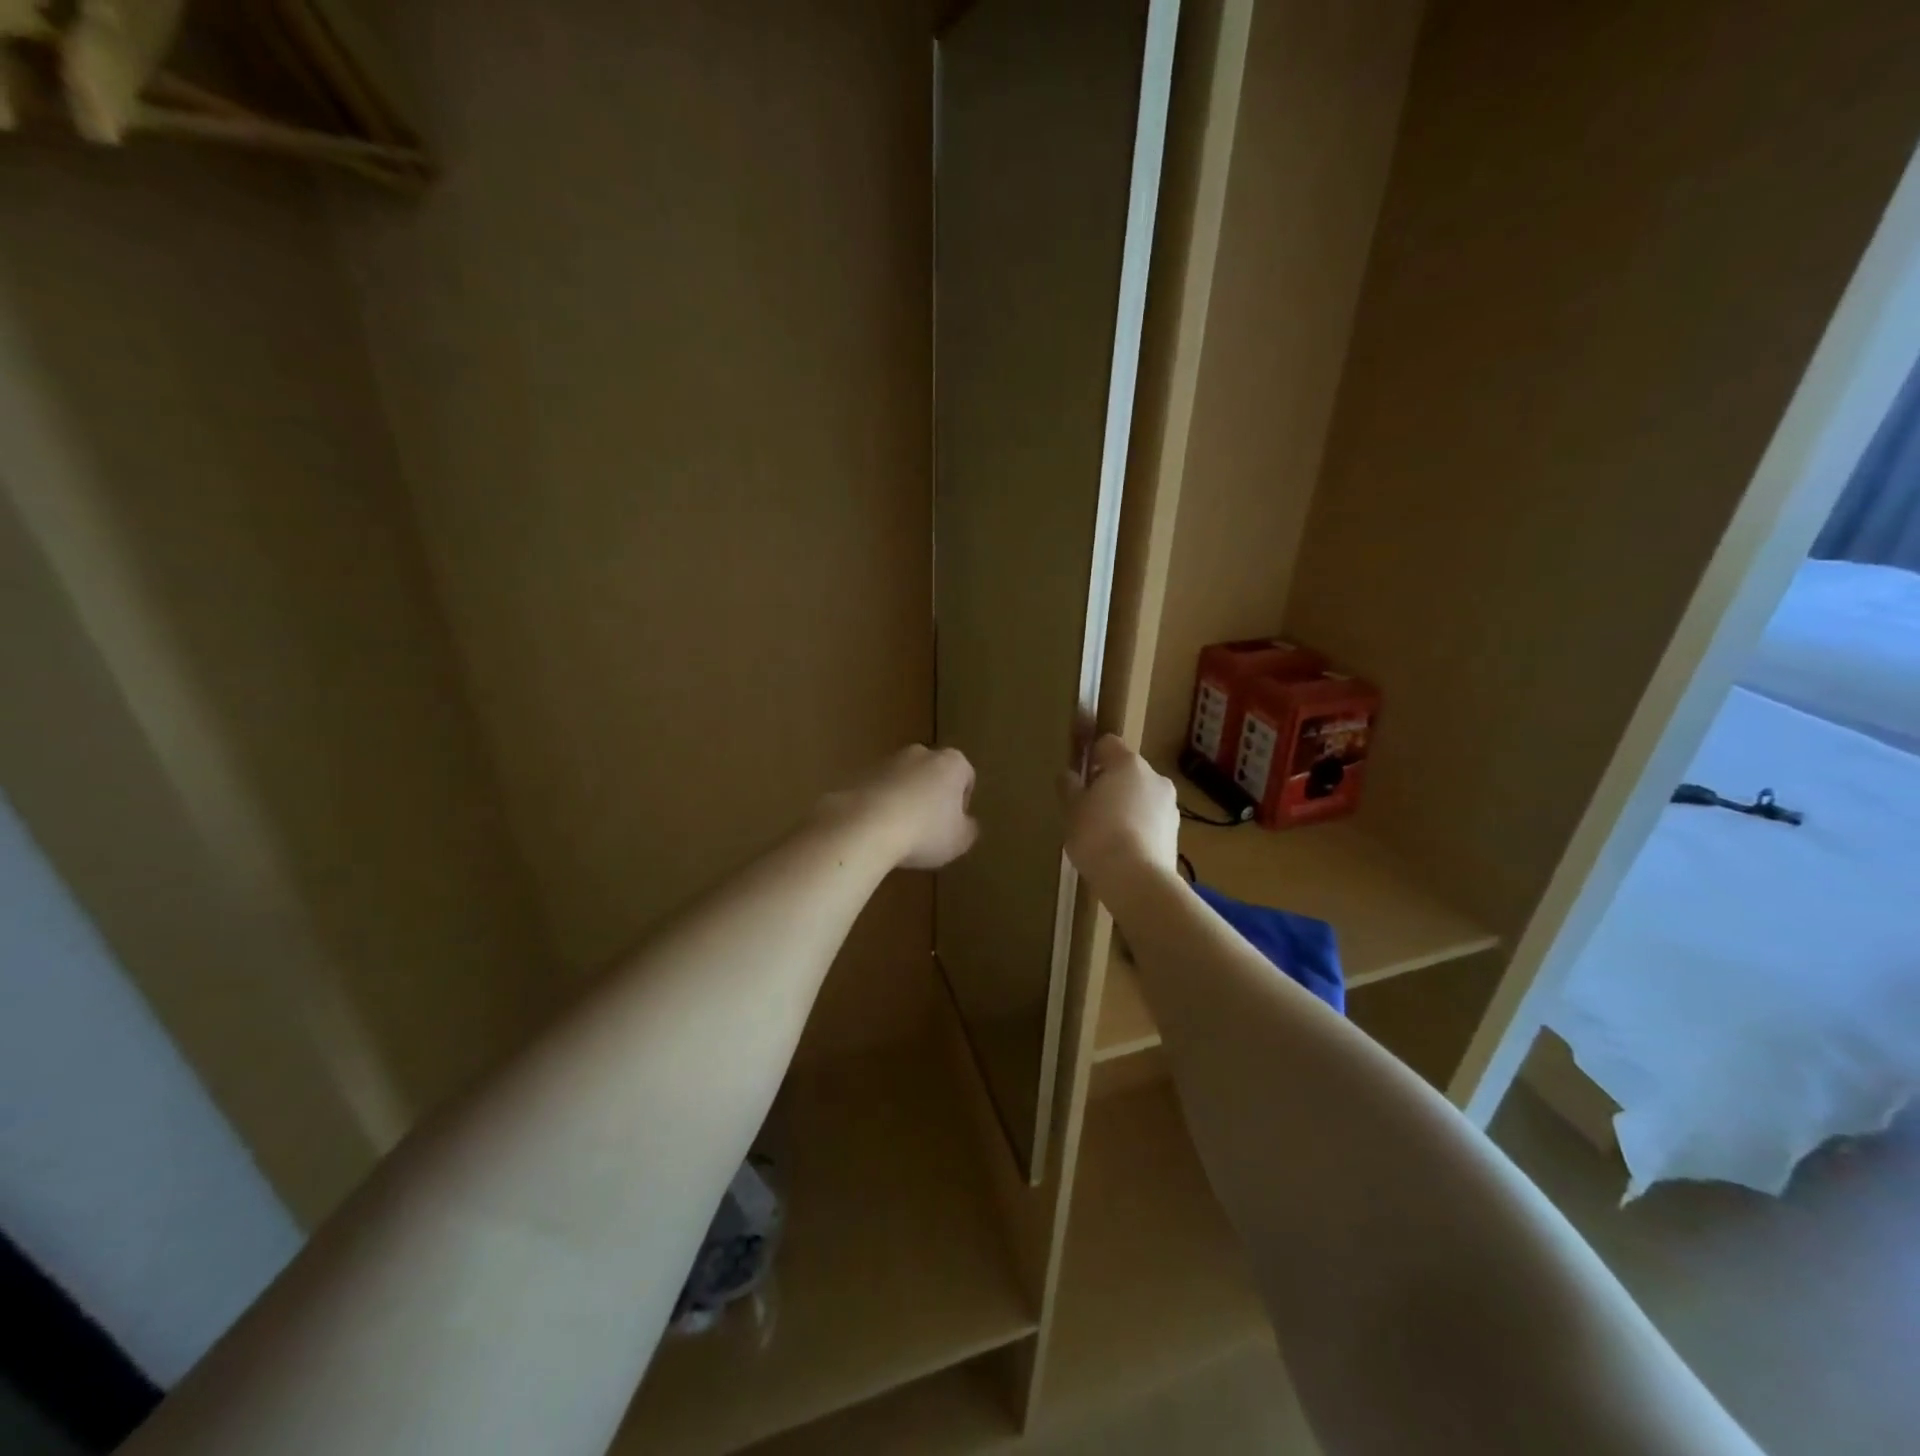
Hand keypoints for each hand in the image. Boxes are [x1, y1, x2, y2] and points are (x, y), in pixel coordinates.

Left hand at [818, 745, 979, 870]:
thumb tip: (967, 823)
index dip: (962, 802)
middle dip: (932, 795)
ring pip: (904, 779)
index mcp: (952, 762)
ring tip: (899, 832)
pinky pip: (878, 790)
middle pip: (933, 773)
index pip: (966, 777)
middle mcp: (921, 753)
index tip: (953, 824)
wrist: (864, 826)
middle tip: (929, 827)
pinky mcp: (860, 773)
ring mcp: (888, 760)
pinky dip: (880, 804)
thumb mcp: (959, 840)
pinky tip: (877, 829)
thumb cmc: (924, 831)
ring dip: (905, 799)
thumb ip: (969, 829)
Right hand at [1060, 735, 1178, 891]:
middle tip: (1088, 808)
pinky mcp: (1176, 832)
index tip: (1079, 776)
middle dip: (1109, 784)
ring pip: (1141, 796)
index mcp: (1127, 763)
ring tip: (1105, 834)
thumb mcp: (1072, 809)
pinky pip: (1151, 820)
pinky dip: (1137, 827)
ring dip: (1126, 806)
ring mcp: (1169, 805)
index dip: (1092, 755)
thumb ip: (1069, 787)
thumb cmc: (1097, 835)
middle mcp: (1154, 777)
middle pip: (1127, 771)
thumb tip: (1069, 775)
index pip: (1108, 743)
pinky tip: (1121, 849)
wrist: (1136, 880)